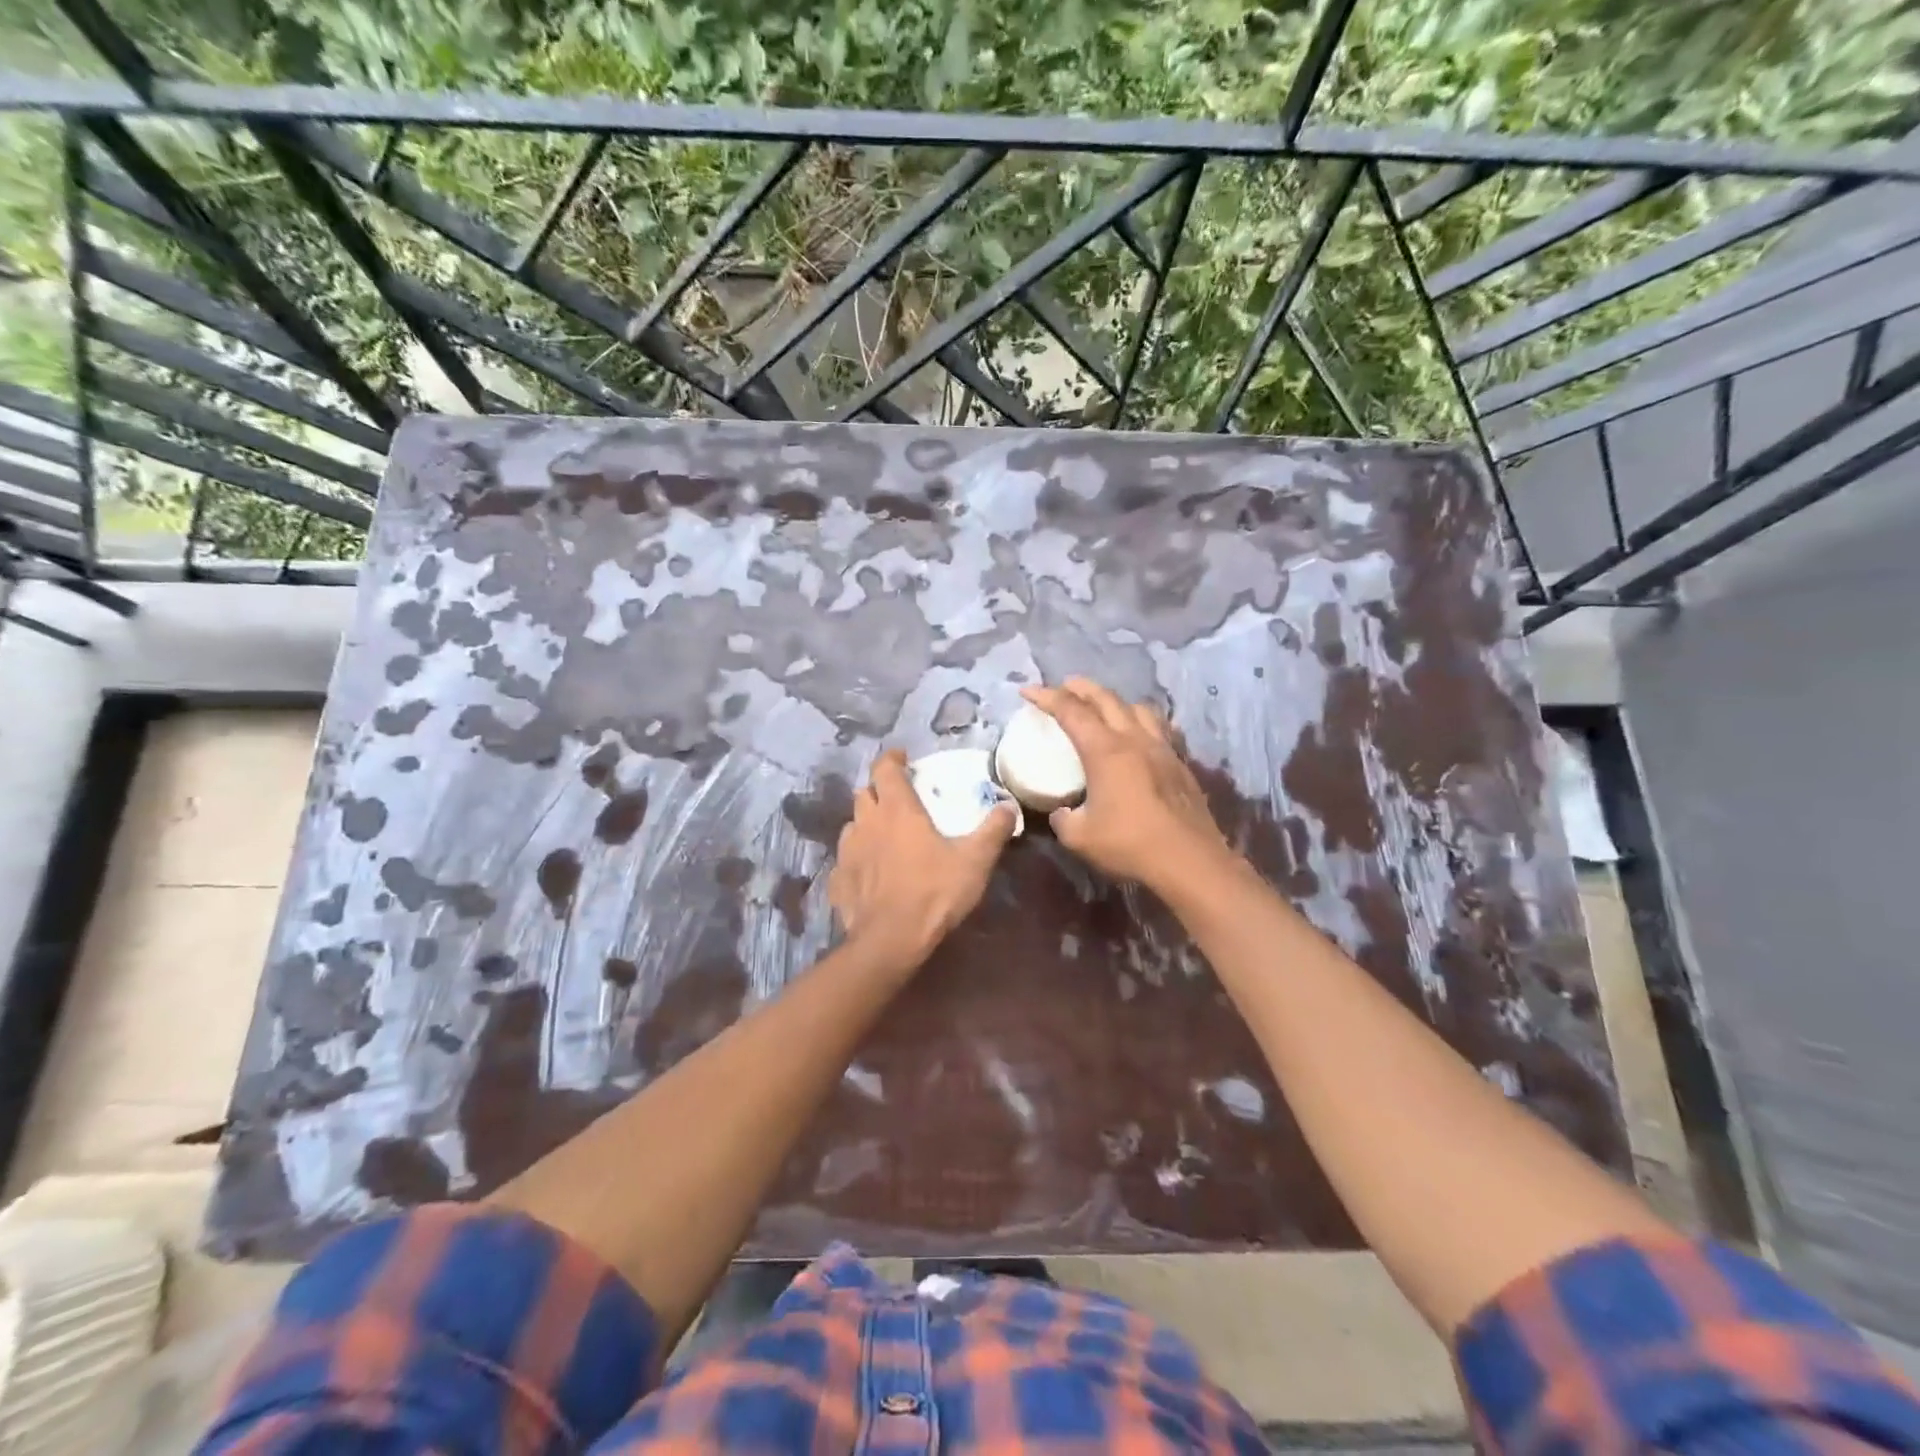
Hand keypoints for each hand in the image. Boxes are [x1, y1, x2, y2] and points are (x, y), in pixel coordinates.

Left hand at [828, 748, 1016, 968]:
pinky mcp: (838, 880)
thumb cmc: (934, 892)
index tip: (902, 758)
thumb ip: (993, 830)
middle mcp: (867, 823)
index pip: (885, 769)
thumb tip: (1008, 807)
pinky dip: (857, 859)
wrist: (891, 940)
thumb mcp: (975, 860)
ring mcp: (847, 852)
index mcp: (897, 810)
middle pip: (864, 793)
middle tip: (897, 799)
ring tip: (883, 835)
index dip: (892, 759)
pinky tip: (869, 872)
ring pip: (852, 825)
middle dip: (878, 790)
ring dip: (866, 823)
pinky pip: (845, 860)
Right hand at [1021, 679, 1233, 893]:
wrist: (1190, 861)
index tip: (1028, 691)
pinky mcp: (1180, 764)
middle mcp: (1134, 739)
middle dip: (1081, 688)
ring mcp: (1162, 749)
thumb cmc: (1129, 845)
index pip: (1071, 711)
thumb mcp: (1079, 837)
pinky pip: (1161, 728)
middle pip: (1106, 699)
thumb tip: (1062, 812)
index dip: (1047, 697)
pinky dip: (1143, 721)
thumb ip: (1063, 819)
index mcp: (1105, 750)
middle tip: (1065, 685)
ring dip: (1116, 701)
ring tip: (1105, 707)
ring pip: (1138, 708)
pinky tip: (1142, 734)